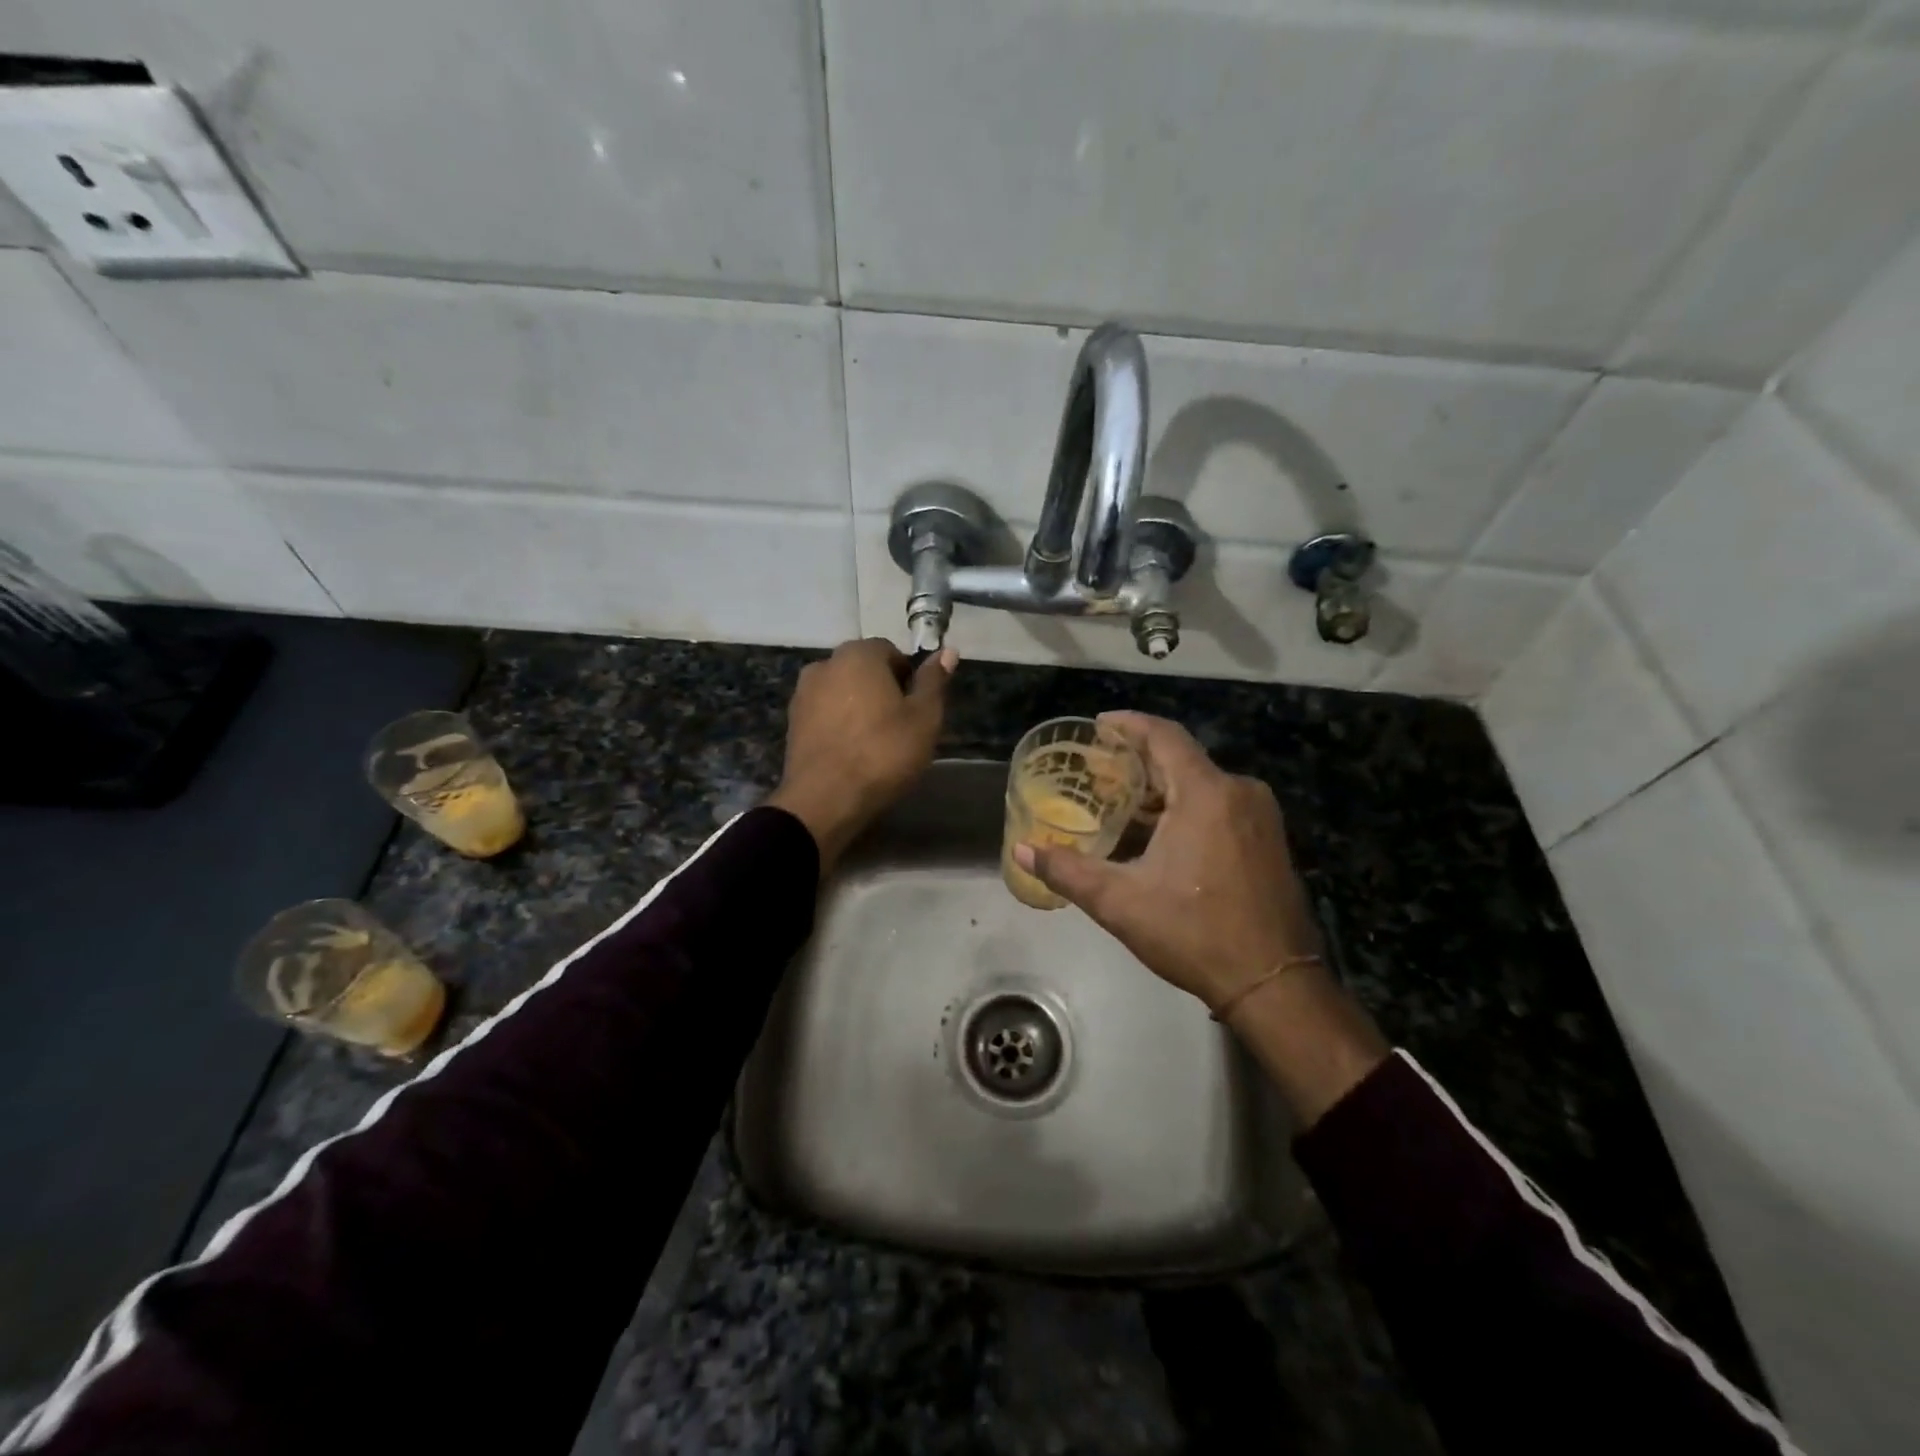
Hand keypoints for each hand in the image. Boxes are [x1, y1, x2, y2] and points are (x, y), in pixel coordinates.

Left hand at [767, 639, 955, 871]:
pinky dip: (839, 724)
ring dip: (858, 706)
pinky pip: (824, 714)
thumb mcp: (924, 718)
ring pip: (841, 692)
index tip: (916, 707)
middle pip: (862, 669)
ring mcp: (803, 693)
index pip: (890, 651)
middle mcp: (825, 664)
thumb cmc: (883, 753)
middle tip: (900, 725)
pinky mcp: (792, 723)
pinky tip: (851, 752)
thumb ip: (933, 682)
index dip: (907, 677)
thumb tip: (947, 651)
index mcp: (858, 655)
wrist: (825, 800)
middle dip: (881, 690)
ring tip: (874, 741)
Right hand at [1016, 712, 1320, 1009]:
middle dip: (1138, 763)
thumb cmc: (1194, 933)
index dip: (1128, 724)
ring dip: (1161, 791)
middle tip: (1098, 773)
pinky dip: (1185, 810)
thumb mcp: (1120, 902)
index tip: (1098, 725)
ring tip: (1120, 806)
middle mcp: (1239, 792)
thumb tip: (1022, 850)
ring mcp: (1260, 817)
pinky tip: (1158, 836)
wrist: (1275, 983)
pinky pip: (1220, 807)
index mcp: (1207, 793)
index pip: (1164, 735)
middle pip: (1181, 760)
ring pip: (1201, 786)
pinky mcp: (1269, 841)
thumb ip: (1066, 870)